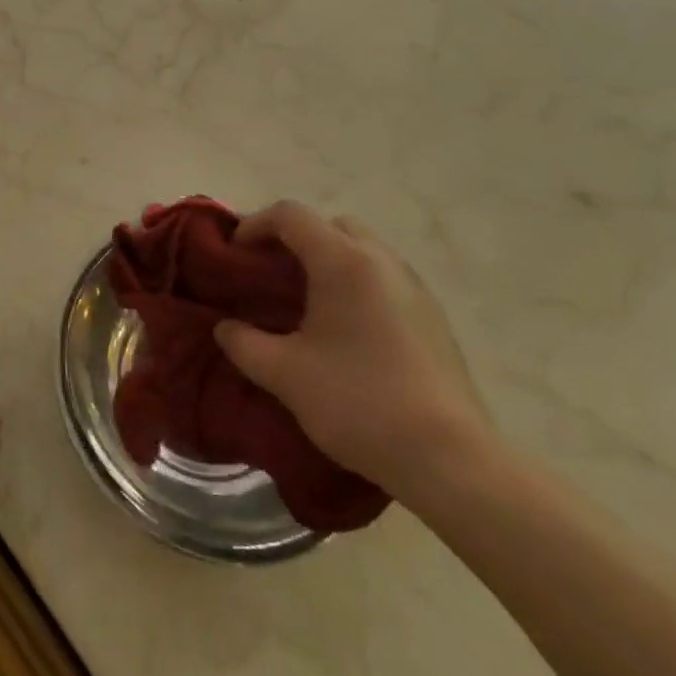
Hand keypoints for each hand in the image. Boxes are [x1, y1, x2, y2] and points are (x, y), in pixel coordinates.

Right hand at [214, 202, 493, 498]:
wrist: (450, 460)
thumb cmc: (358, 403)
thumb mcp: (284, 375)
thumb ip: (243, 343)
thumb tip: (225, 328)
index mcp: (342, 261)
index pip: (290, 214)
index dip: (255, 224)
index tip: (235, 254)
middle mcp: (381, 260)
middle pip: (330, 225)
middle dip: (296, 240)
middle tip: (273, 275)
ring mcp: (413, 287)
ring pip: (362, 250)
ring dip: (329, 261)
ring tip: (308, 304)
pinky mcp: (433, 316)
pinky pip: (384, 278)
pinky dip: (357, 284)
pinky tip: (348, 332)